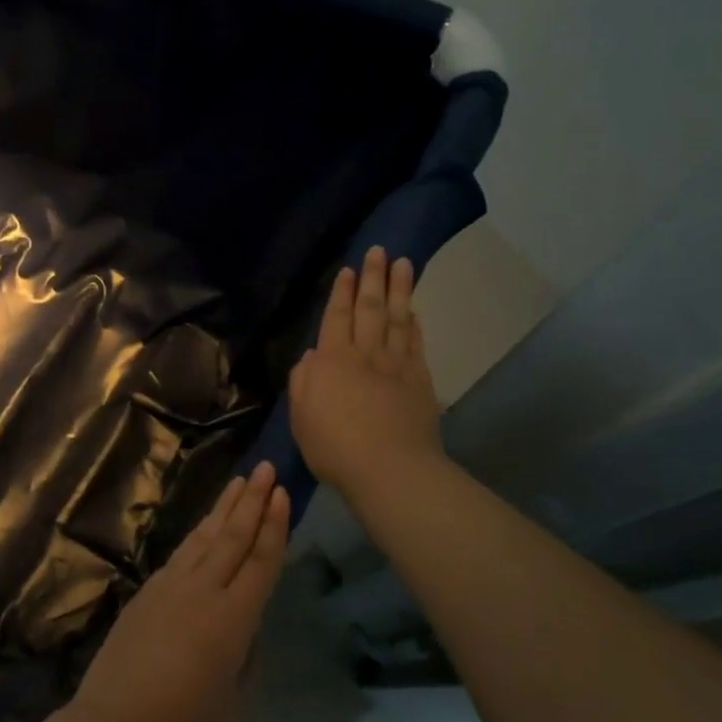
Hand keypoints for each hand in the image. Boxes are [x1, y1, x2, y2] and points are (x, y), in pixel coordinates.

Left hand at [70, 463, 289, 721]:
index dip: (274, 526)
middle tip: (266, 468)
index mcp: (233, 619)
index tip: (282, 493)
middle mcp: (203, 591)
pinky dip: (199, 533)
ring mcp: (171, 586)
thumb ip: (247, 656)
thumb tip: (246, 627)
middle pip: (234, 536)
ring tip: (239, 481)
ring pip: (205, 537)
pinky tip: (205, 525)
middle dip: (252, 500)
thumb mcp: (236, 702)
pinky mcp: (148, 591)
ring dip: (224, 507)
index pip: (261, 561)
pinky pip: (182, 552)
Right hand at [289, 246, 441, 505]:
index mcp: (332, 361)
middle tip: (379, 251)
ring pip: (396, 318)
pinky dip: (414, 324)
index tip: (349, 270)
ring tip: (403, 264)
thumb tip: (313, 355)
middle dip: (373, 278)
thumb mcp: (301, 417)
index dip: (342, 293)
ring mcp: (396, 366)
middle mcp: (365, 355)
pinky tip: (414, 311)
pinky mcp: (420, 381)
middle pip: (370, 309)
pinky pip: (415, 344)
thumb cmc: (334, 447)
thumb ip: (304, 381)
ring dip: (399, 290)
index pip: (337, 318)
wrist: (389, 469)